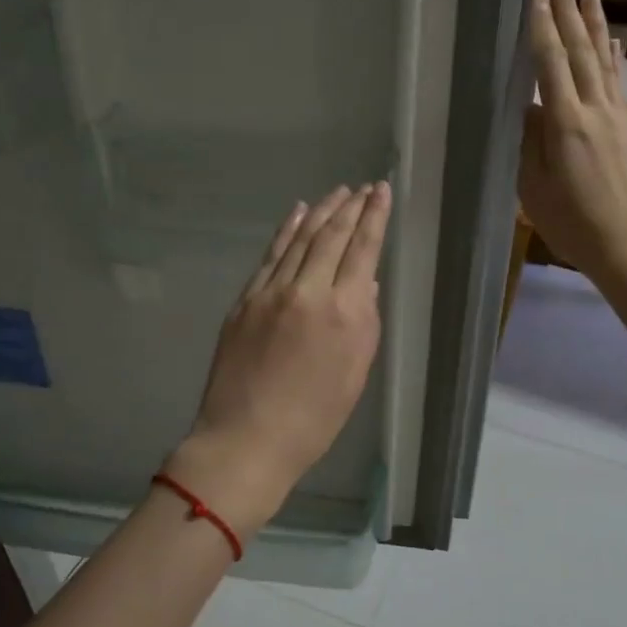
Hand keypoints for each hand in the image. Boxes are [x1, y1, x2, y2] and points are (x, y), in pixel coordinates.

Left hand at [162, 182, 391, 537]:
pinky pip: (271, 255)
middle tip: (364, 187)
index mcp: (343, 313)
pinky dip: (287, 231)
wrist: (246, 438)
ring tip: (337, 192)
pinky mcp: (245, 300)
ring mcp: (270, 292)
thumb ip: (365, 321)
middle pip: (331, 236)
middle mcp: (307, 291)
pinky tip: (298, 214)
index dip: (374, 217)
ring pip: (299, 239)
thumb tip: (364, 280)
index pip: (362, 249)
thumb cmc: (314, 418)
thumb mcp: (356, 374)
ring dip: (321, 211)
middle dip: (351, 207)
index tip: (382, 191)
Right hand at [518, 0, 626, 303]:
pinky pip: (618, 82)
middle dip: (566, 13)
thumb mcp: (533, 188)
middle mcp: (595, 110)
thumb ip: (529, 142)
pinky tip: (611, 42)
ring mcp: (618, 117)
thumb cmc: (572, 224)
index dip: (541, 27)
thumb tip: (527, 106)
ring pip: (604, 61)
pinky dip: (613, 56)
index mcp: (565, 124)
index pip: (550, 65)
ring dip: (593, 24)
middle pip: (580, 52)